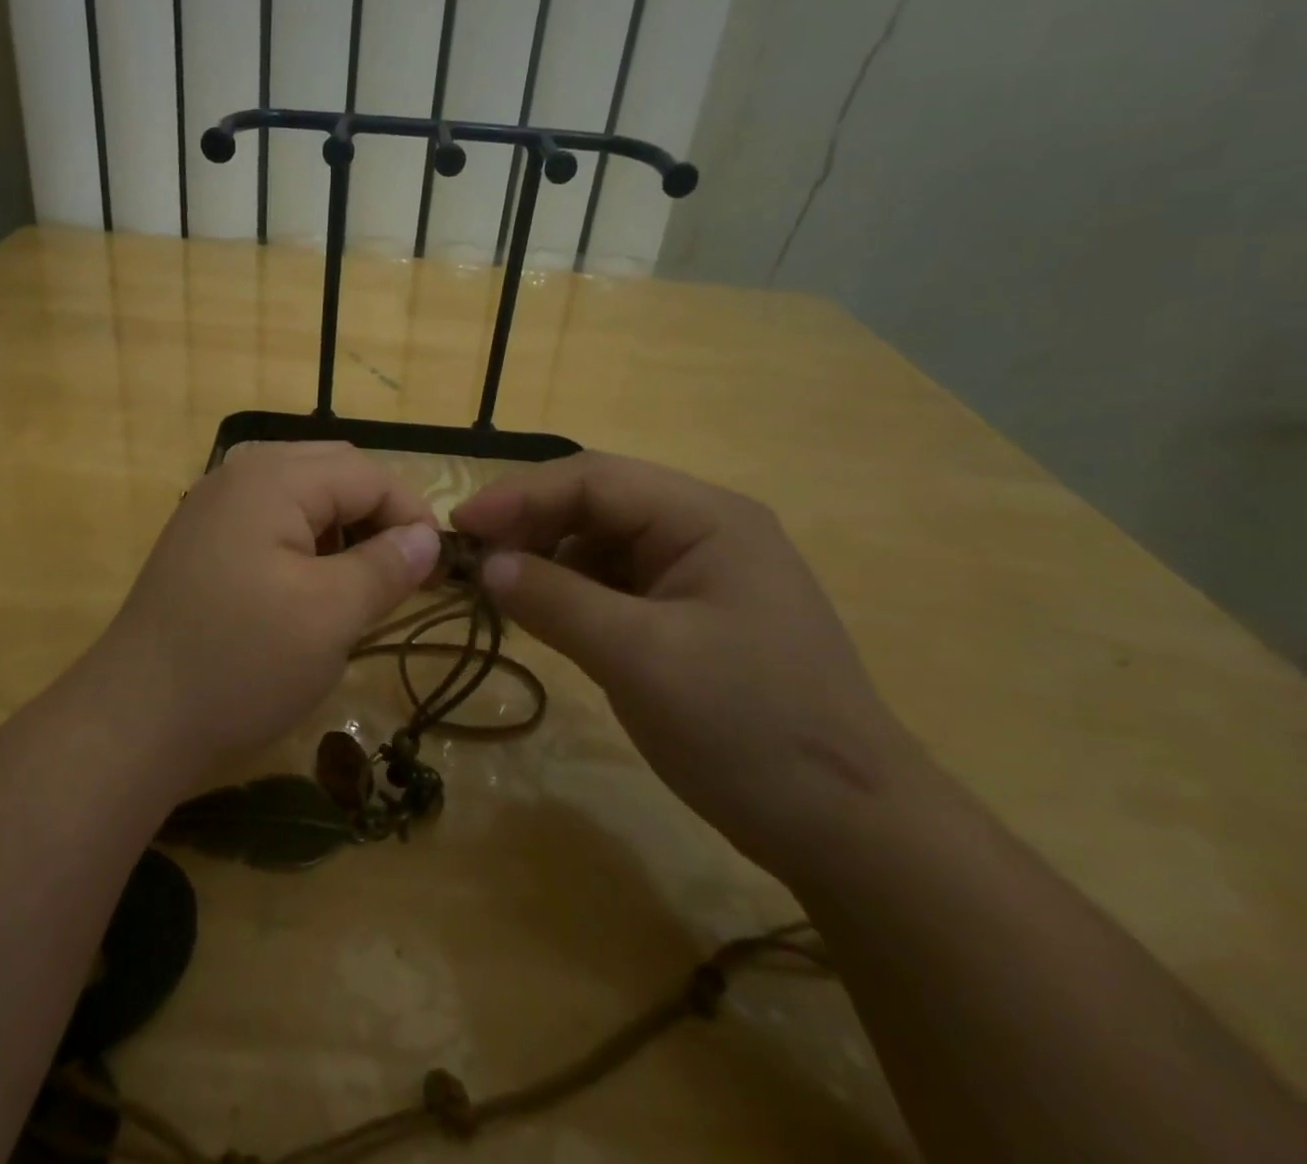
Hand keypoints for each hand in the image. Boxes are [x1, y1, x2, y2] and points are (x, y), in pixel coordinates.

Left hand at [100, 442, 440, 779]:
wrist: (133, 721)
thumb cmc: (240, 663)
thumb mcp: (330, 616)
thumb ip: (386, 567)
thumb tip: (428, 538)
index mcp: (273, 478)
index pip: (367, 474)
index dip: (412, 515)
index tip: (437, 570)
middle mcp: (240, 474)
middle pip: (334, 471)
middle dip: (378, 514)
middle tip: (403, 570)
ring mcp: (214, 505)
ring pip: (302, 492)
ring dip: (342, 525)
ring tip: (358, 579)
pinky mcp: (202, 538)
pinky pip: (271, 517)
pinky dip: (305, 539)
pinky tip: (308, 584)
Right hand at [452, 452, 925, 881]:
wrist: (850, 829)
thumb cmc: (749, 729)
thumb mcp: (640, 659)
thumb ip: (556, 600)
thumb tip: (485, 564)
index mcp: (706, 518)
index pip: (595, 480)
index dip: (520, 495)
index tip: (459, 526)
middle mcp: (705, 529)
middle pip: (598, 504)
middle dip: (531, 524)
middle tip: (471, 559)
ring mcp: (701, 574)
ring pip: (603, 543)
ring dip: (548, 558)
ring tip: (498, 588)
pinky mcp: (692, 615)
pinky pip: (617, 584)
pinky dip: (573, 592)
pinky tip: (544, 613)